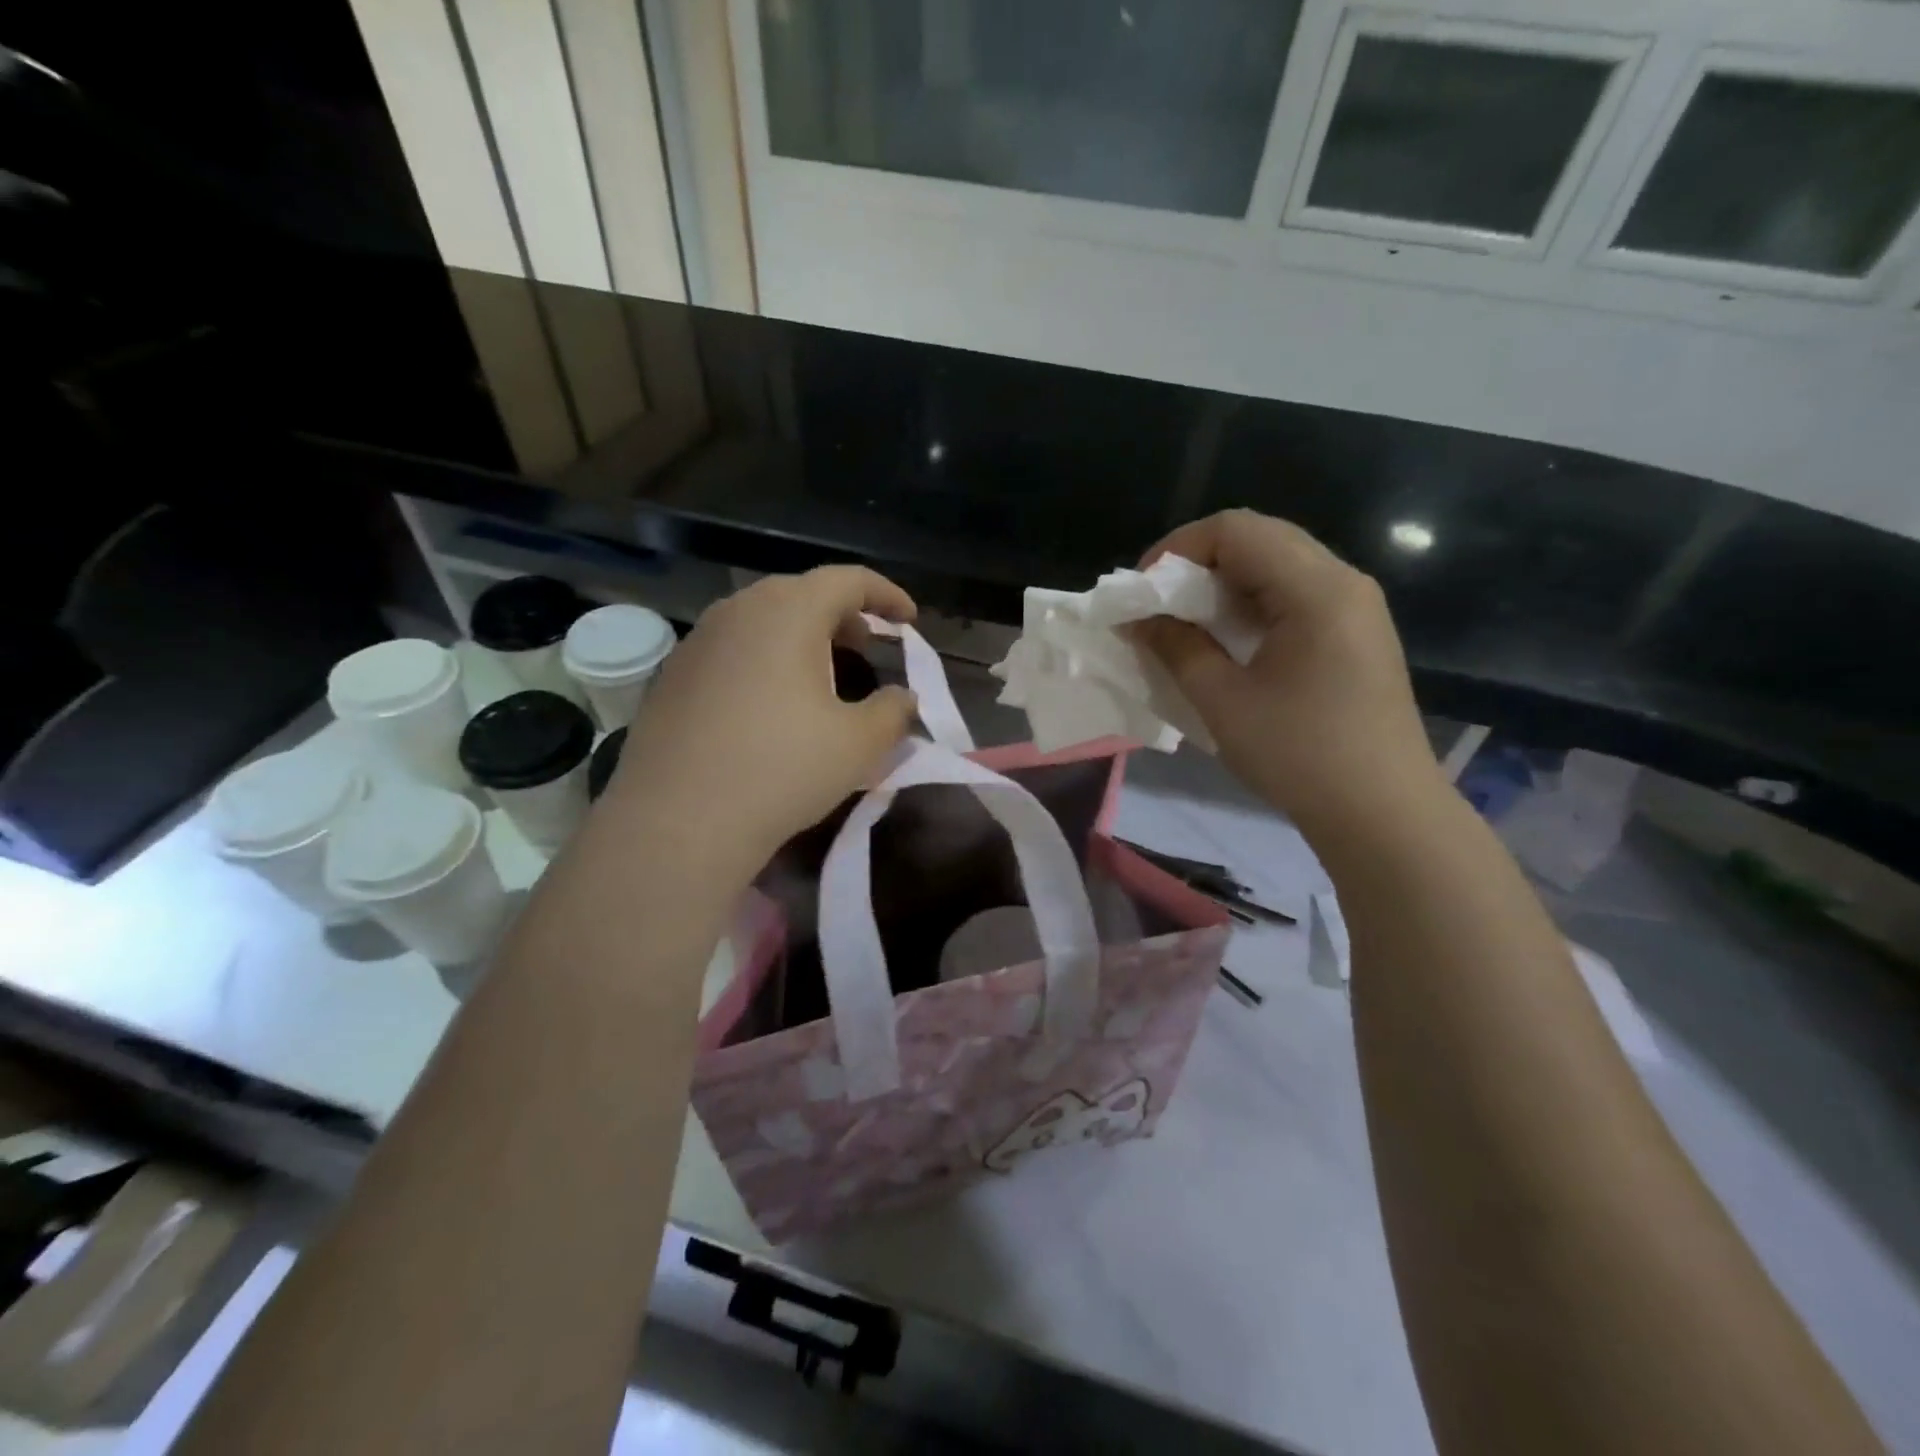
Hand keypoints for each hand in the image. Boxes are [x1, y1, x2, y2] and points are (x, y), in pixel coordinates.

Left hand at [610, 566, 918, 863]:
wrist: (678, 821)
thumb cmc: (782, 770)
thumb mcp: (859, 744)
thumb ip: (894, 711)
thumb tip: (902, 698)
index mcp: (789, 612)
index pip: (848, 580)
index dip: (886, 594)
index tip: (909, 620)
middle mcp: (738, 611)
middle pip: (801, 594)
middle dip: (843, 615)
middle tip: (867, 646)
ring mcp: (697, 642)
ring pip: (762, 621)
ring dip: (801, 637)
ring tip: (821, 674)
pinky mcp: (672, 676)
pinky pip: (731, 650)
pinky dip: (764, 660)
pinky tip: (770, 705)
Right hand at [1131, 510, 1442, 835]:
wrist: (1383, 813)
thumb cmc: (1300, 755)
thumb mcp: (1223, 701)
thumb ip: (1176, 647)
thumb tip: (1139, 618)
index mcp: (1316, 588)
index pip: (1236, 530)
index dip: (1177, 549)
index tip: (1142, 592)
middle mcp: (1343, 581)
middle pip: (1259, 538)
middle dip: (1197, 564)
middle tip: (1159, 606)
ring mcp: (1355, 607)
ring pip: (1277, 565)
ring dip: (1223, 585)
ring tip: (1186, 625)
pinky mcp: (1356, 633)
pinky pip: (1295, 595)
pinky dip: (1251, 605)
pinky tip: (1229, 642)